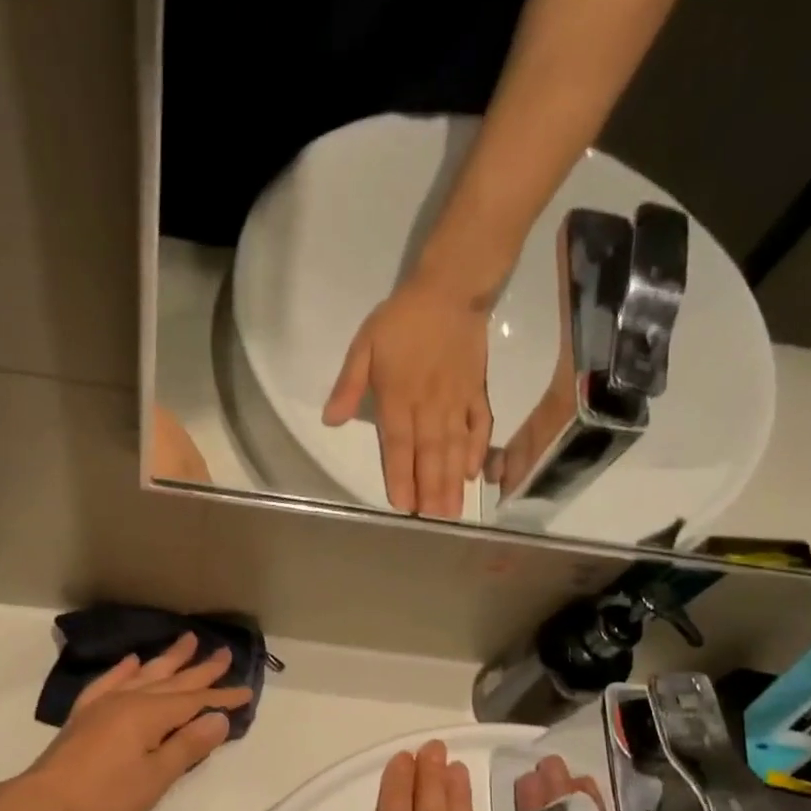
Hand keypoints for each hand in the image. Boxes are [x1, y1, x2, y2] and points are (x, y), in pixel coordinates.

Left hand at [20, 633, 250, 810]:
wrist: (44, 804)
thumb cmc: (106, 796)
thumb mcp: (156, 777)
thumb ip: (188, 746)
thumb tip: (219, 718)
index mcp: (150, 714)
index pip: (195, 701)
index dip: (222, 697)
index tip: (247, 691)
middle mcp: (129, 700)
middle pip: (173, 681)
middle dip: (201, 669)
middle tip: (224, 652)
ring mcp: (104, 704)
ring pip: (144, 674)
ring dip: (168, 659)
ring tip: (187, 641)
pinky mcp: (85, 715)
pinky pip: (109, 682)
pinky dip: (123, 670)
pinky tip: (132, 661)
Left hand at [323, 277, 493, 517]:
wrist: (450, 289)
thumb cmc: (402, 319)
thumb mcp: (364, 345)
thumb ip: (349, 385)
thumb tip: (330, 421)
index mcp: (398, 398)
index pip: (398, 445)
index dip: (401, 476)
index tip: (403, 503)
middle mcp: (429, 406)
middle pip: (429, 454)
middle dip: (431, 489)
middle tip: (433, 520)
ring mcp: (456, 401)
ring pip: (454, 447)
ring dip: (453, 480)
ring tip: (453, 510)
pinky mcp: (476, 392)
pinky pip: (479, 425)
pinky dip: (478, 449)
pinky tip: (474, 473)